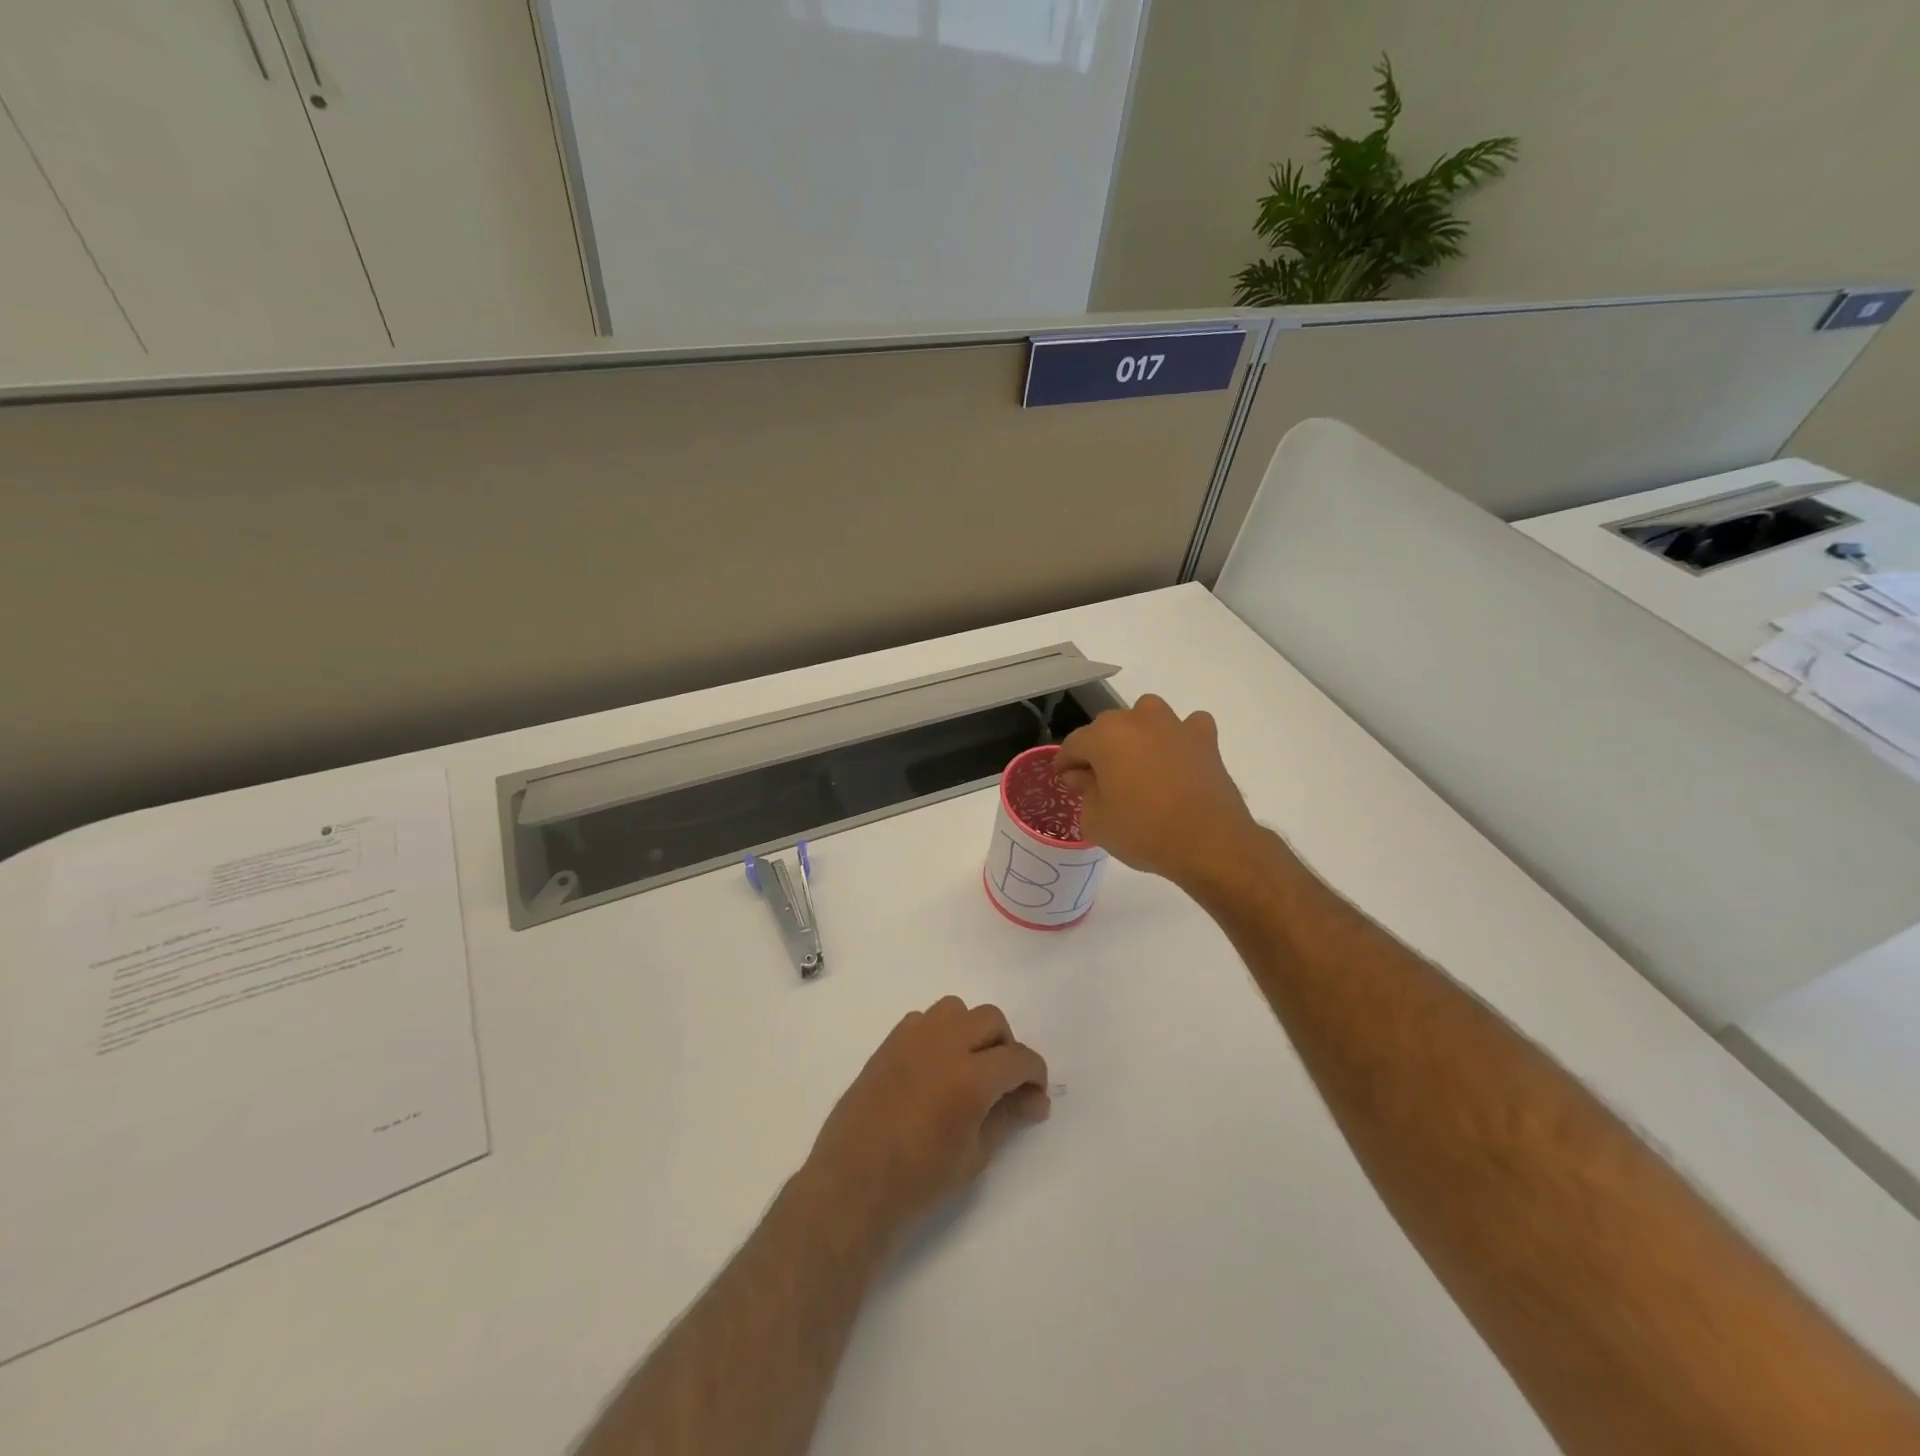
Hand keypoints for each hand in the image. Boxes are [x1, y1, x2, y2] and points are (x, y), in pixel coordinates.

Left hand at [805, 997, 1048, 1248]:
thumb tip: (1034, 1100)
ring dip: (971, 1031)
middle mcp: (944, 1044)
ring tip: (969, 1067)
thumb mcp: (975, 1155)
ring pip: (956, 1009)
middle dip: (1006, 1046)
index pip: (1018, 1058)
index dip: (1034, 1074)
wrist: (853, 1182)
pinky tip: (935, 1067)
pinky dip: (940, 1033)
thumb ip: (1007, 1117)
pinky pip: (924, 1019)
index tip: (1035, 1096)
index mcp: (970, 1076)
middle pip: (990, 1019)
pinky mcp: (889, 1042)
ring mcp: (912, 1038)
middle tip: (1003, 1083)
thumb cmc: (919, 1180)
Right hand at [1055, 694, 1260, 890]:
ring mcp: (1174, 725)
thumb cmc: (1143, 832)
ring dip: (1138, 735)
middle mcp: (1137, 720)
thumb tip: (1084, 776)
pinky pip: (1187, 727)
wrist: (1209, 843)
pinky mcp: (1205, 739)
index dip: (1065, 764)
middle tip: (1099, 780)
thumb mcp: (1096, 821)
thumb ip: (1084, 792)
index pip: (1074, 744)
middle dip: (1099, 750)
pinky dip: (1179, 738)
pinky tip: (1178, 759)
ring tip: (1139, 764)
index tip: (1064, 780)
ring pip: (1146, 717)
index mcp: (1105, 736)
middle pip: (1108, 728)